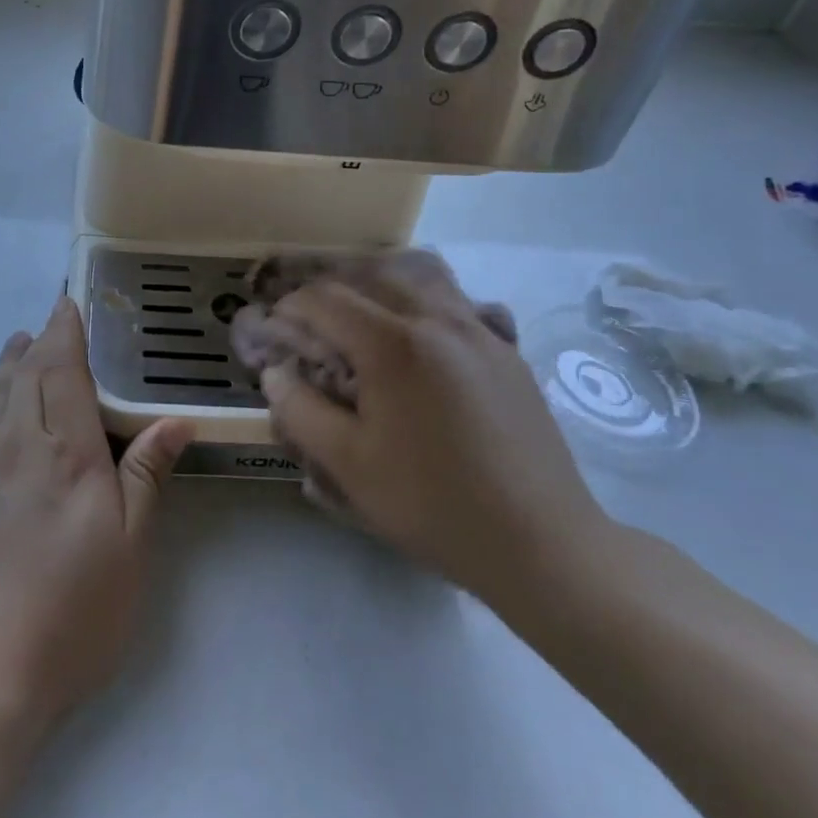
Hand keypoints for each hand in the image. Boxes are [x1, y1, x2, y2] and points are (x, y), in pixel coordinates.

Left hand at [0, 299, 193, 731]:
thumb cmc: (68, 616)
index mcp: (65, 450)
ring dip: (7, 363)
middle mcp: (12, 441)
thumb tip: (175, 421)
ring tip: (17, 345)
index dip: (66, 332)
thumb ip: (145, 475)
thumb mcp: (128, 551)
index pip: (64, 370)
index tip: (67, 305)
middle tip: (47, 324)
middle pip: (25, 374)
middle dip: (38, 343)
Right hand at [259, 264, 609, 612]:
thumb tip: (276, 372)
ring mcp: (479, 330)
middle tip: (310, 318)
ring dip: (378, 284)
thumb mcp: (348, 466)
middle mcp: (437, 320)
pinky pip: (454, 301)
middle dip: (330, 288)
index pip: (325, 299)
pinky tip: (415, 339)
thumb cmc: (433, 504)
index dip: (290, 307)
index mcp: (393, 345)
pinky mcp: (507, 350)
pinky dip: (419, 300)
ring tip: (360, 314)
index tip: (275, 327)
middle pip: (370, 274)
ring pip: (419, 276)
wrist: (542, 543)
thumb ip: (300, 410)